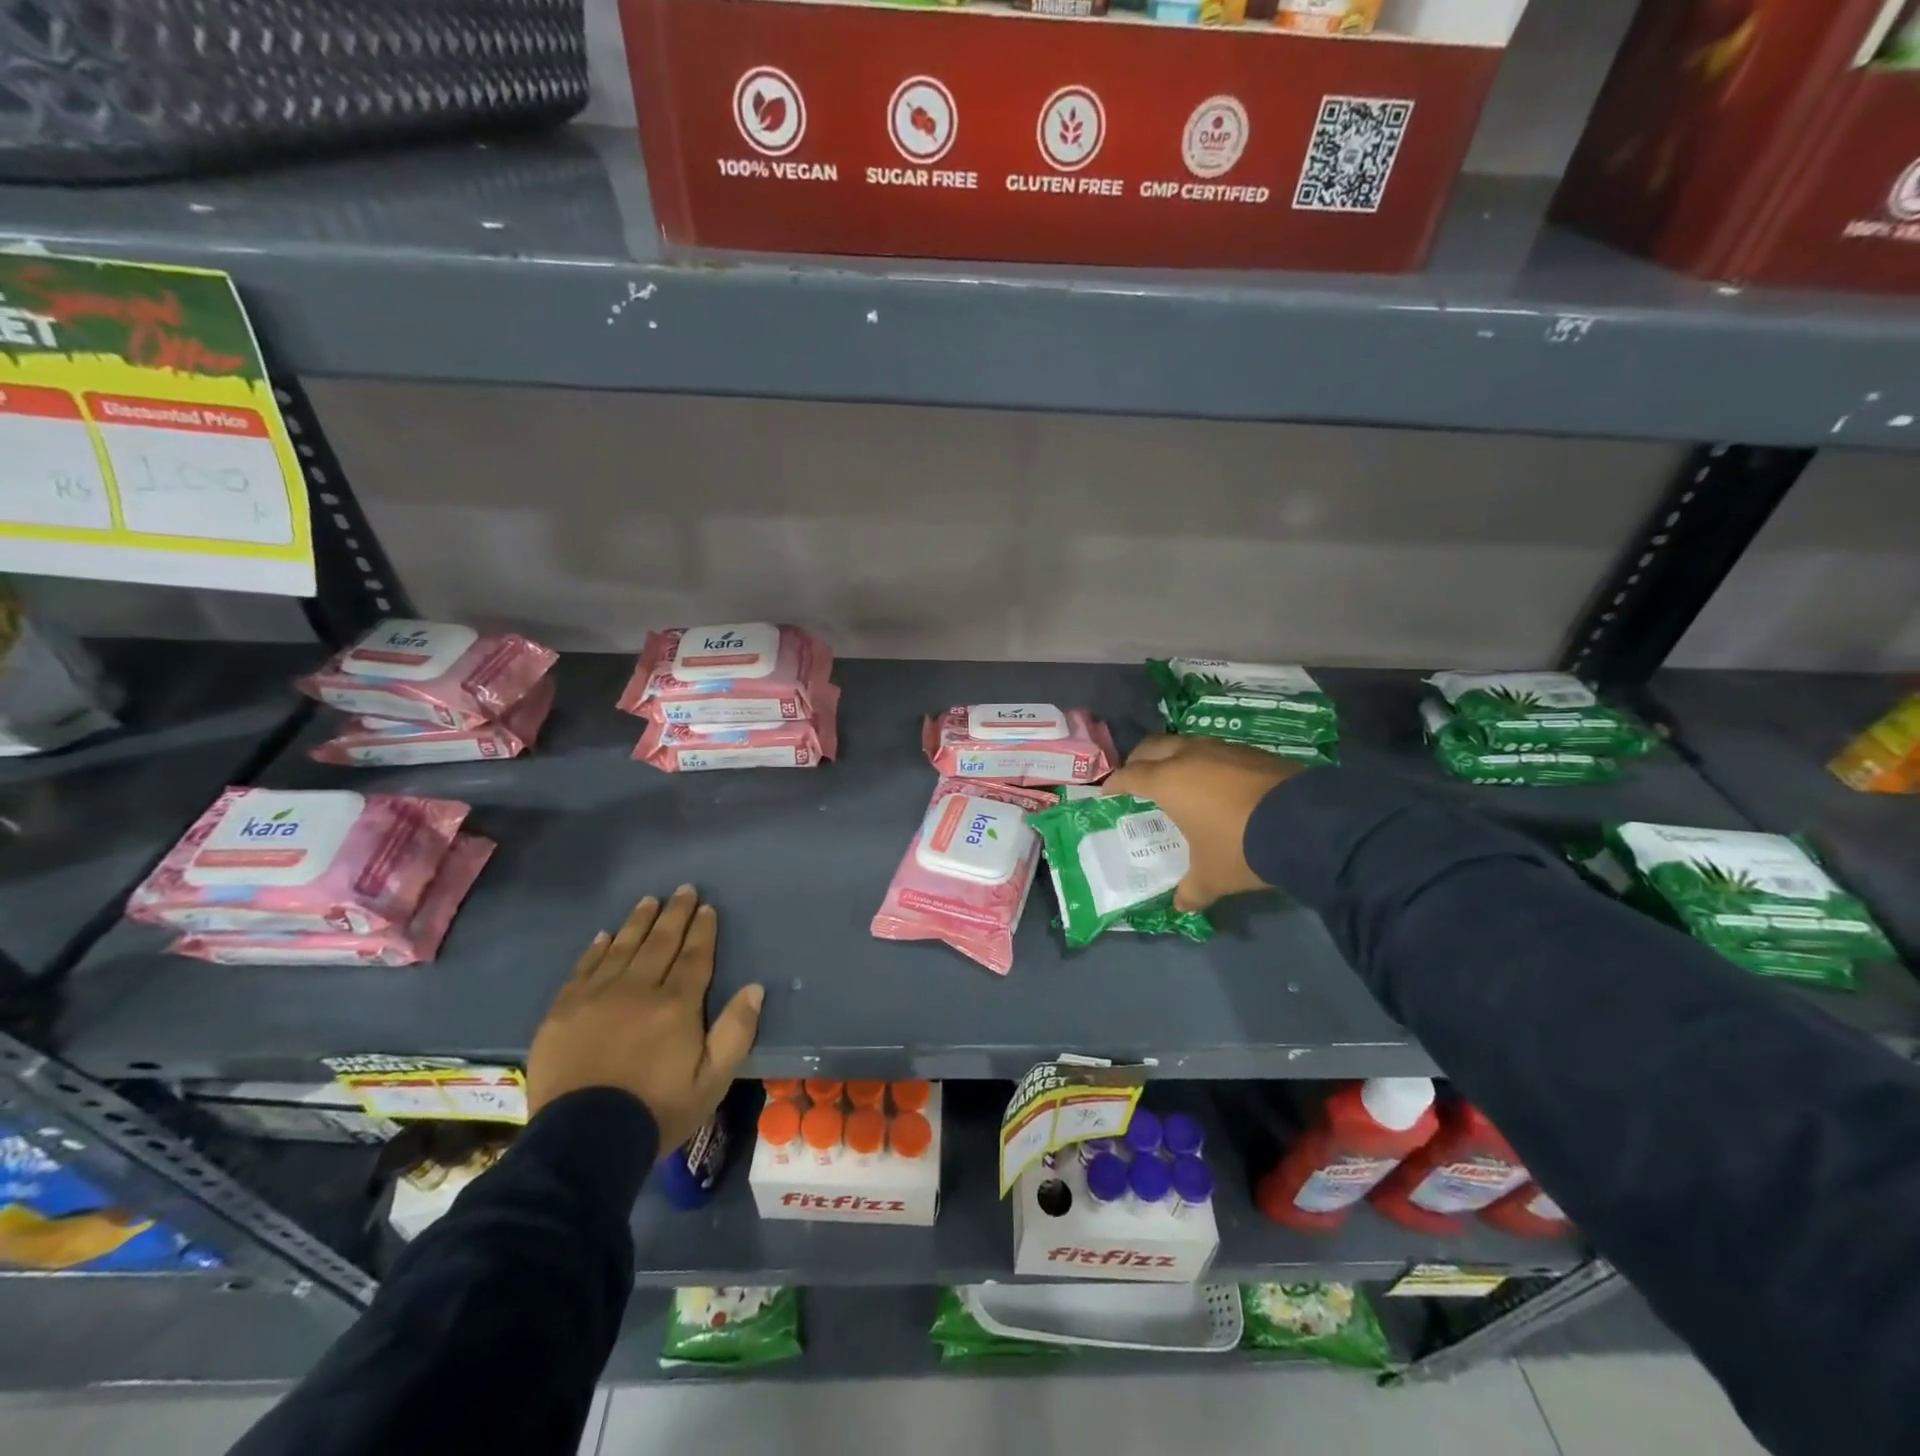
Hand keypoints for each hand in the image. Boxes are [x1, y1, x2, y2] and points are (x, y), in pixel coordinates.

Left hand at [527, 886, 763, 1153]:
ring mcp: (596, 997)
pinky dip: (597, 948)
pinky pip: (583, 968)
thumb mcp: (713, 1081)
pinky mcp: (563, 1011)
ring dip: (638, 921)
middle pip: (660, 942)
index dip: (702, 930)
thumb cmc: (657, 1111)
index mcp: (677, 1005)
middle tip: (683, 890)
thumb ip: (736, 1031)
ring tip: (649, 901)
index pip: (695, 956)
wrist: (583, 1143)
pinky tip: (605, 935)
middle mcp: (638, 989)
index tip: (707, 908)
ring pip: (622, 947)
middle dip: (674, 914)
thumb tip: (755, 988)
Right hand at [1105, 735, 1303, 911]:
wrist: (1306, 825)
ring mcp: (1222, 749)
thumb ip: (1191, 890)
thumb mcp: (1212, 877)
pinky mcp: (1251, 751)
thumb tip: (1181, 906)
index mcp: (1168, 782)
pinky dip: (1205, 760)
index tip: (1109, 793)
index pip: (1130, 776)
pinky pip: (1215, 750)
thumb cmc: (1240, 847)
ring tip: (1175, 776)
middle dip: (1139, 760)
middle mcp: (1189, 757)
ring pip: (1185, 743)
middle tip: (1137, 778)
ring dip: (1173, 756)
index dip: (1115, 784)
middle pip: (1152, 747)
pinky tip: (1215, 781)